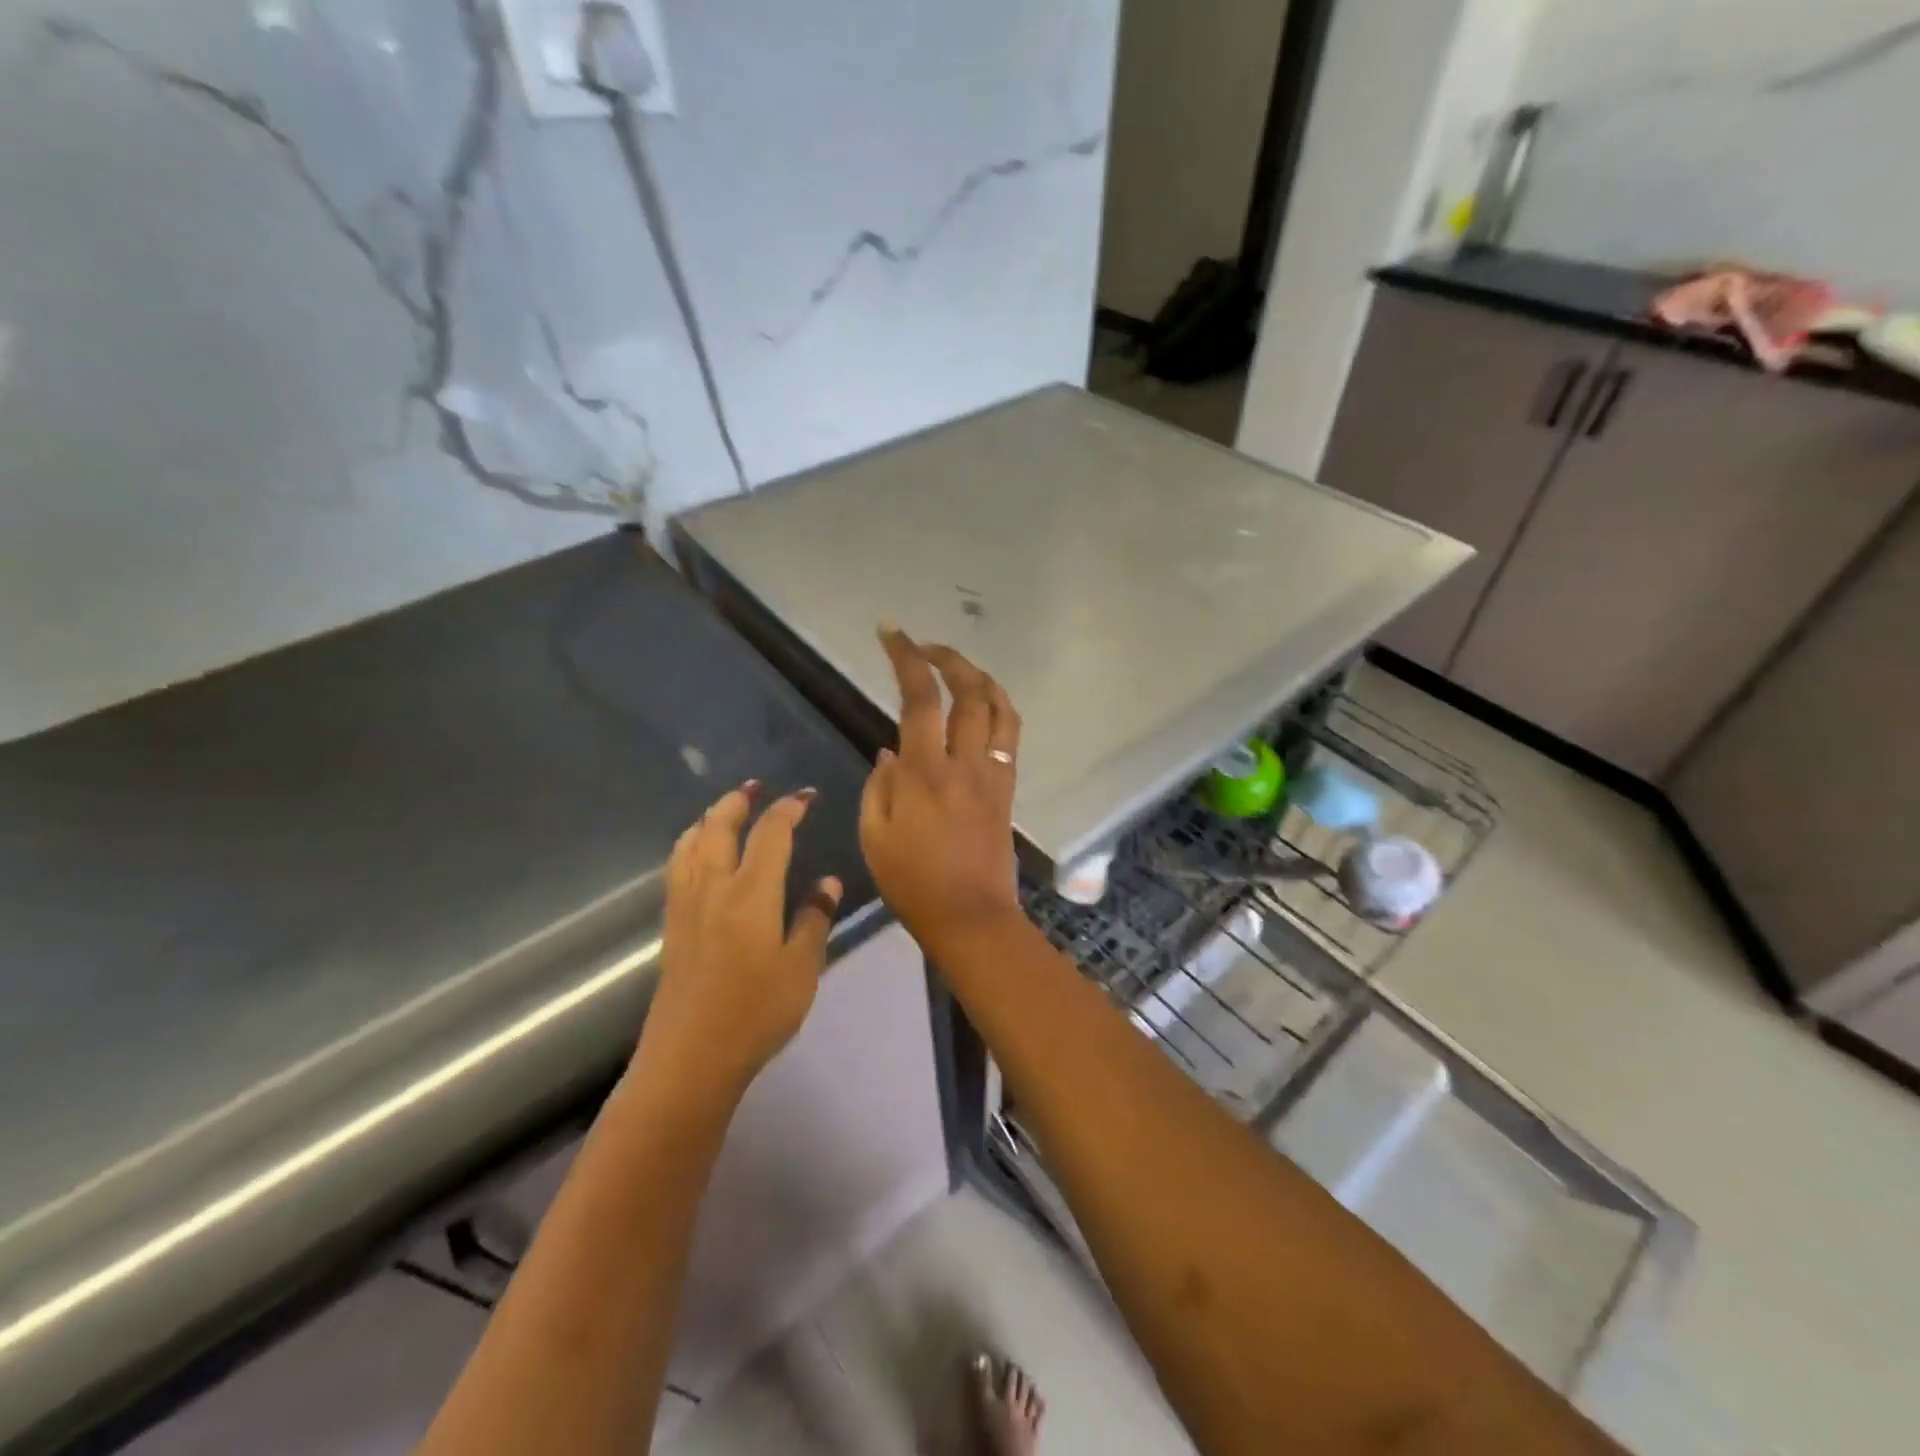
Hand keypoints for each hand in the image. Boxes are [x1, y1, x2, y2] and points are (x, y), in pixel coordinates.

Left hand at [642, 783, 841, 1098]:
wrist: (690, 1059)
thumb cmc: (755, 1014)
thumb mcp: (802, 969)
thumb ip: (814, 920)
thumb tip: (828, 883)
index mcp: (751, 894)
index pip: (771, 834)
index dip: (789, 809)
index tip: (806, 796)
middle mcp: (713, 888)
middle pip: (719, 827)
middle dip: (738, 801)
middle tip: (756, 787)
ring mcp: (686, 906)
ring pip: (691, 844)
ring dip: (709, 818)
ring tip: (725, 810)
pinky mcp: (672, 927)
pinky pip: (677, 867)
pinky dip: (690, 845)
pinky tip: (697, 855)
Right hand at [861, 629, 1023, 954]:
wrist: (970, 917)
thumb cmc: (912, 883)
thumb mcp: (873, 837)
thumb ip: (879, 787)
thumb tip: (890, 752)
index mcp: (924, 773)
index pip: (919, 699)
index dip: (906, 659)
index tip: (891, 632)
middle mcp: (964, 763)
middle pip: (968, 691)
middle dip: (946, 657)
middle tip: (923, 646)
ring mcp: (992, 774)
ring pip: (998, 707)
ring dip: (979, 676)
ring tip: (956, 668)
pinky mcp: (1007, 788)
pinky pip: (1010, 735)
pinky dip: (998, 708)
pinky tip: (982, 705)